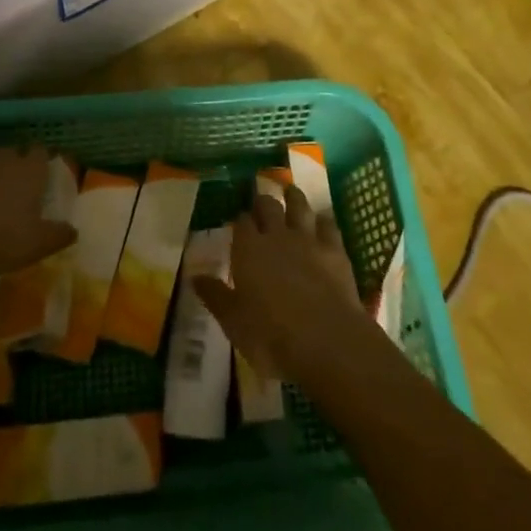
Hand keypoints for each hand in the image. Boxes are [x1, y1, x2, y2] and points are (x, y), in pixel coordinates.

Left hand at [0, 146, 76, 275]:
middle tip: (8, 197)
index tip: (39, 179)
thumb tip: (74, 230)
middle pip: (12, 156)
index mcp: (30, 170)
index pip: (41, 154)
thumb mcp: (36, 245)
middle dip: (11, 171)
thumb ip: (58, 235)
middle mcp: (4, 155)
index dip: (40, 165)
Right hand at [193, 185, 369, 384]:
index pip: (242, 222)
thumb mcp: (234, 322)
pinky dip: (324, 220)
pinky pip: (329, 225)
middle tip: (262, 200)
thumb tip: (194, 277)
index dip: (241, 218)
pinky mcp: (336, 250)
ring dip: (294, 197)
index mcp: (249, 249)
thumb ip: (215, 296)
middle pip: (269, 206)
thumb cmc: (271, 336)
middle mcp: (277, 236)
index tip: (239, 219)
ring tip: (291, 191)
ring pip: (300, 206)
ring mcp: (308, 239)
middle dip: (264, 201)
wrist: (326, 340)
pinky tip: (323, 220)